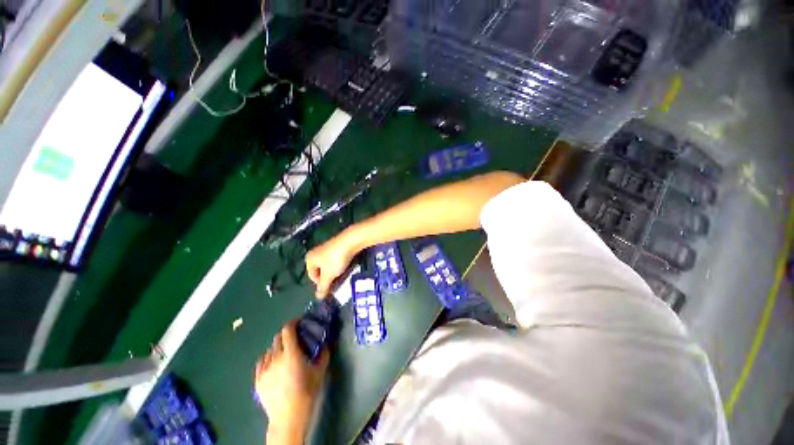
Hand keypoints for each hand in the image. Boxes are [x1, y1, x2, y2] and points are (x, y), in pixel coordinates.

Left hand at [254, 320, 329, 443]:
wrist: (288, 417)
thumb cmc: (307, 392)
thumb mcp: (320, 370)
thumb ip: (323, 353)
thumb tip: (325, 342)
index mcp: (291, 353)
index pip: (287, 329)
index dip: (293, 322)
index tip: (299, 321)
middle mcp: (275, 357)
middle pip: (278, 337)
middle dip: (287, 334)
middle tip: (295, 338)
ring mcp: (264, 369)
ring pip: (269, 349)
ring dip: (278, 346)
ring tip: (285, 353)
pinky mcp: (257, 379)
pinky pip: (261, 361)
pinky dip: (268, 358)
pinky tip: (274, 363)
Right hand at [306, 231, 359, 296]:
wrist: (350, 242)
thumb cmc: (335, 259)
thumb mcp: (328, 275)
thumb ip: (323, 287)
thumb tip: (318, 297)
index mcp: (310, 259)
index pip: (312, 276)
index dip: (320, 283)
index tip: (330, 285)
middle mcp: (316, 252)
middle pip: (320, 270)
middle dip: (328, 277)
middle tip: (336, 280)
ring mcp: (326, 248)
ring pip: (328, 265)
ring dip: (334, 271)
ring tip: (341, 273)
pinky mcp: (336, 246)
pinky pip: (335, 259)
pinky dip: (339, 264)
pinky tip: (345, 265)